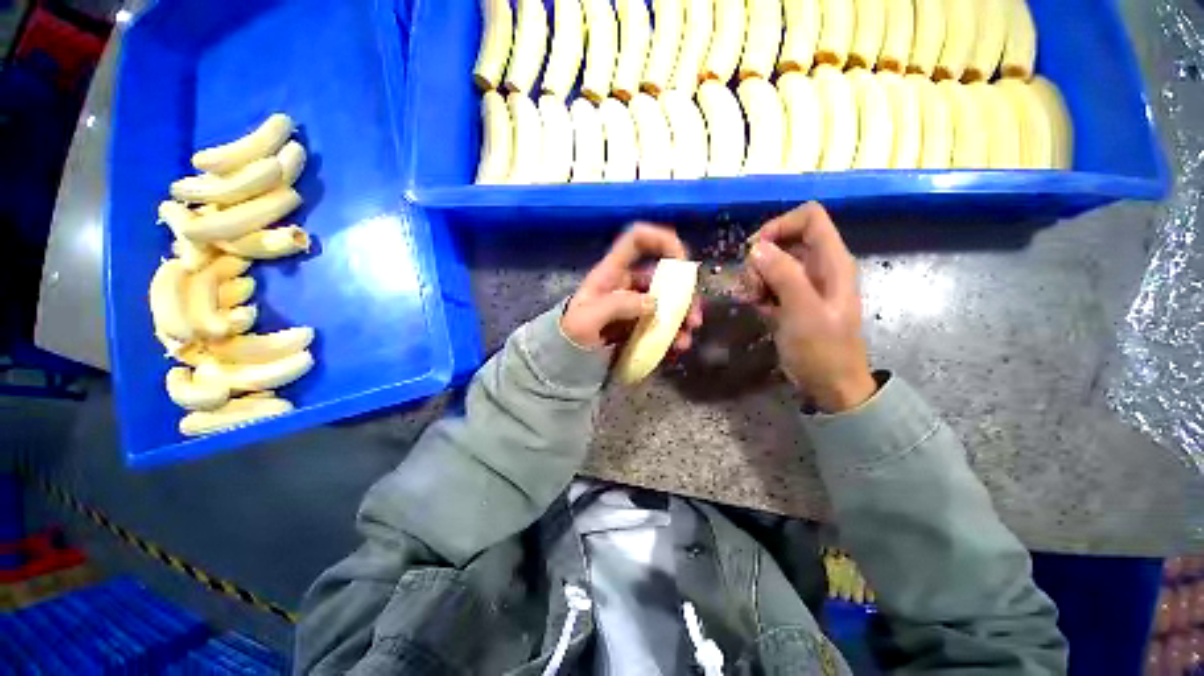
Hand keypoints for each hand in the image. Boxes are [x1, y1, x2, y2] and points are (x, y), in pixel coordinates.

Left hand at [562, 223, 702, 351]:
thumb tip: (653, 303)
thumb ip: (616, 306)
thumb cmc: (569, 336)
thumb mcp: (585, 320)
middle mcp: (627, 285)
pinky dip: (674, 334)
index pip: (637, 240)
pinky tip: (677, 348)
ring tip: (685, 340)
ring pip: (668, 302)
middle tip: (693, 318)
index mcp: (611, 273)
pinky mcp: (639, 325)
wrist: (565, 361)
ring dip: (682, 318)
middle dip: (684, 294)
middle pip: (663, 276)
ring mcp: (635, 306)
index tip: (682, 261)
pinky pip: (663, 324)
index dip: (661, 240)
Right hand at [742, 203, 875, 412]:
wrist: (830, 385)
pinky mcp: (791, 300)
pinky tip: (756, 307)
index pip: (809, 218)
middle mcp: (818, 266)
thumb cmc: (823, 350)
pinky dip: (757, 291)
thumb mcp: (803, 312)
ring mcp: (804, 284)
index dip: (780, 225)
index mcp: (832, 261)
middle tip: (752, 285)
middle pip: (784, 240)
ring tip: (753, 300)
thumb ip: (783, 275)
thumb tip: (757, 248)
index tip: (755, 249)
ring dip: (756, 277)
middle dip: (761, 258)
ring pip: (772, 262)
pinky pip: (769, 283)